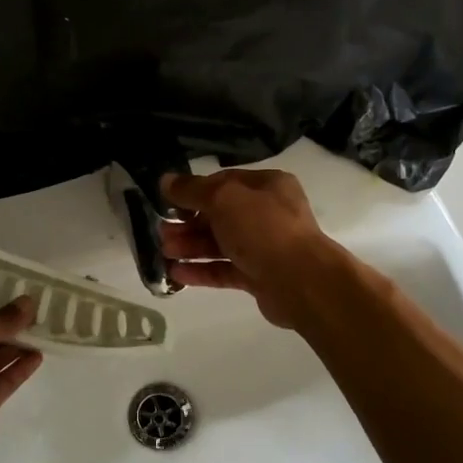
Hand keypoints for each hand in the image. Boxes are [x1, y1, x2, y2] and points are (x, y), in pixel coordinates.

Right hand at [158, 169, 335, 328]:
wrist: (301, 281)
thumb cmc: (264, 229)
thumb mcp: (224, 199)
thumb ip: (192, 190)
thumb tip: (165, 181)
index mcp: (267, 186)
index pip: (223, 183)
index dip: (194, 191)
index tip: (168, 203)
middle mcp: (268, 213)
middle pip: (220, 215)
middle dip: (188, 223)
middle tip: (161, 232)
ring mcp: (264, 247)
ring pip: (220, 243)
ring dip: (191, 246)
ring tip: (163, 252)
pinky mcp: (259, 276)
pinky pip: (225, 269)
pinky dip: (201, 270)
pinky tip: (176, 273)